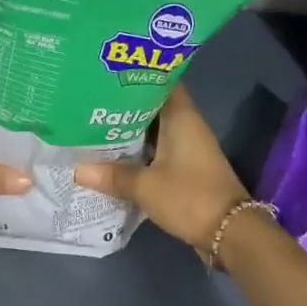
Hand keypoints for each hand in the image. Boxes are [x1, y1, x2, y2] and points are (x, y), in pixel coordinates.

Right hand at [73, 88, 248, 254]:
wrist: (229, 231)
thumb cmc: (189, 197)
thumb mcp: (145, 186)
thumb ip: (112, 175)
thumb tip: (77, 170)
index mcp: (181, 117)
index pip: (160, 81)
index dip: (135, 75)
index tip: (107, 74)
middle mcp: (187, 126)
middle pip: (153, 106)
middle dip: (124, 105)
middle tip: (90, 102)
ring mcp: (188, 148)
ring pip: (154, 131)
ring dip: (129, 131)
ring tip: (94, 126)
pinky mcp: (187, 168)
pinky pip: (157, 151)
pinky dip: (138, 152)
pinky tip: (113, 157)